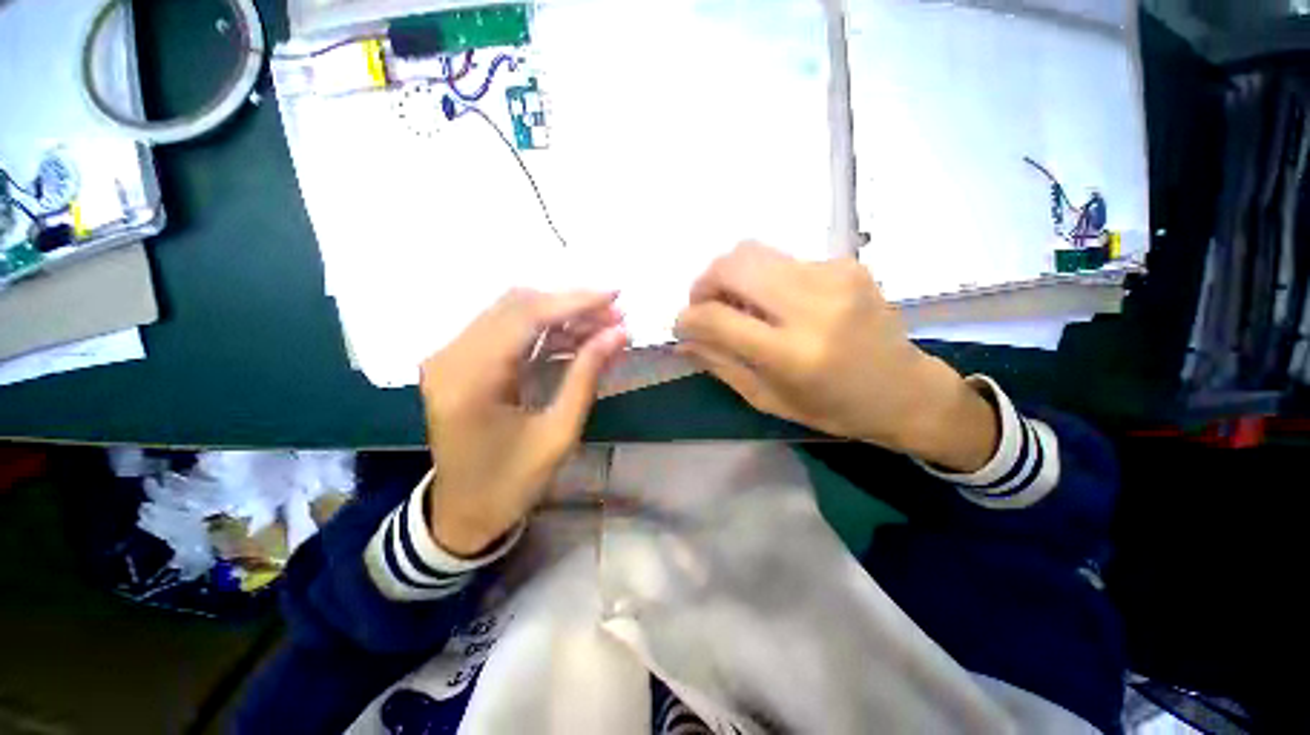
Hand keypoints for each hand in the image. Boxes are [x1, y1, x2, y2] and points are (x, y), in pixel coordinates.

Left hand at [420, 289, 628, 556]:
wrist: (464, 512)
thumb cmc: (512, 483)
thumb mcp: (559, 434)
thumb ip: (586, 376)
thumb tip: (618, 333)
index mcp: (470, 382)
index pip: (525, 317)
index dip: (574, 301)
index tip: (615, 295)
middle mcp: (450, 358)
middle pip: (516, 305)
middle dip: (570, 304)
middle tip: (613, 312)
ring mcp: (450, 356)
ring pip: (511, 311)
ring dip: (560, 313)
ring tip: (602, 324)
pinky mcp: (459, 361)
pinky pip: (506, 329)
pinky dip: (544, 328)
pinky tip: (574, 336)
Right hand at [674, 243, 997, 471]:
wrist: (906, 391)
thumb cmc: (833, 408)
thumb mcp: (768, 399)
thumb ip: (721, 364)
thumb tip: (684, 339)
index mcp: (792, 354)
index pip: (716, 317)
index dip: (687, 318)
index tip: (683, 325)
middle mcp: (812, 306)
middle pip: (733, 264)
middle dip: (704, 282)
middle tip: (705, 305)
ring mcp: (834, 277)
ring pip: (754, 251)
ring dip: (732, 276)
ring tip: (738, 303)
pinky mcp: (846, 264)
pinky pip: (784, 260)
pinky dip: (766, 278)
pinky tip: (778, 302)